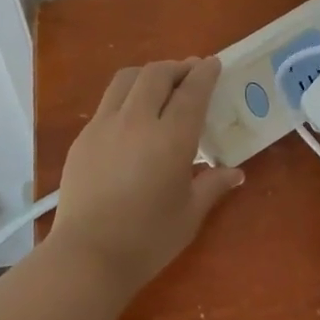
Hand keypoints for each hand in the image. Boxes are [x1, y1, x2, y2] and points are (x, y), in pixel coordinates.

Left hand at [51, 58, 243, 292]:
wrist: (87, 256)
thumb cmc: (147, 240)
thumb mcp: (189, 214)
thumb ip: (213, 185)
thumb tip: (235, 172)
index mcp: (171, 138)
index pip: (192, 91)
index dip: (205, 73)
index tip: (213, 63)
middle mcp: (137, 120)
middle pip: (157, 74)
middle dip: (177, 67)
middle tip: (190, 73)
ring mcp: (105, 125)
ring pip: (127, 79)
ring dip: (149, 74)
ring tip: (160, 84)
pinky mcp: (84, 136)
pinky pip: (108, 101)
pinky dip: (126, 95)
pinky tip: (132, 115)